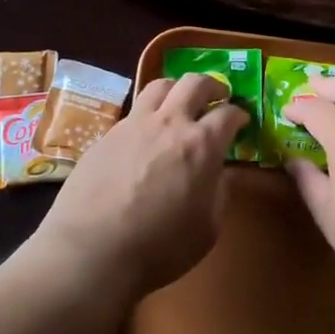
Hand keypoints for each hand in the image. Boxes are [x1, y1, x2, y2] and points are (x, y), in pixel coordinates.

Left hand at [33, 74, 246, 302]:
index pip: (228, 114)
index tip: (242, 120)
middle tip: (217, 96)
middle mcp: (169, 123)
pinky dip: (147, 115)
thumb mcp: (207, 229)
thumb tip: (221, 174)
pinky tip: (145, 135)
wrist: (92, 250)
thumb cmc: (160, 247)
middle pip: (194, 83)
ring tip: (179, 103)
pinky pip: (133, 112)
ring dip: (176, 89)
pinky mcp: (106, 135)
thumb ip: (219, 194)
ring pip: (159, 86)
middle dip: (212, 85)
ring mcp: (133, 125)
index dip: (239, 114)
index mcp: (201, 145)